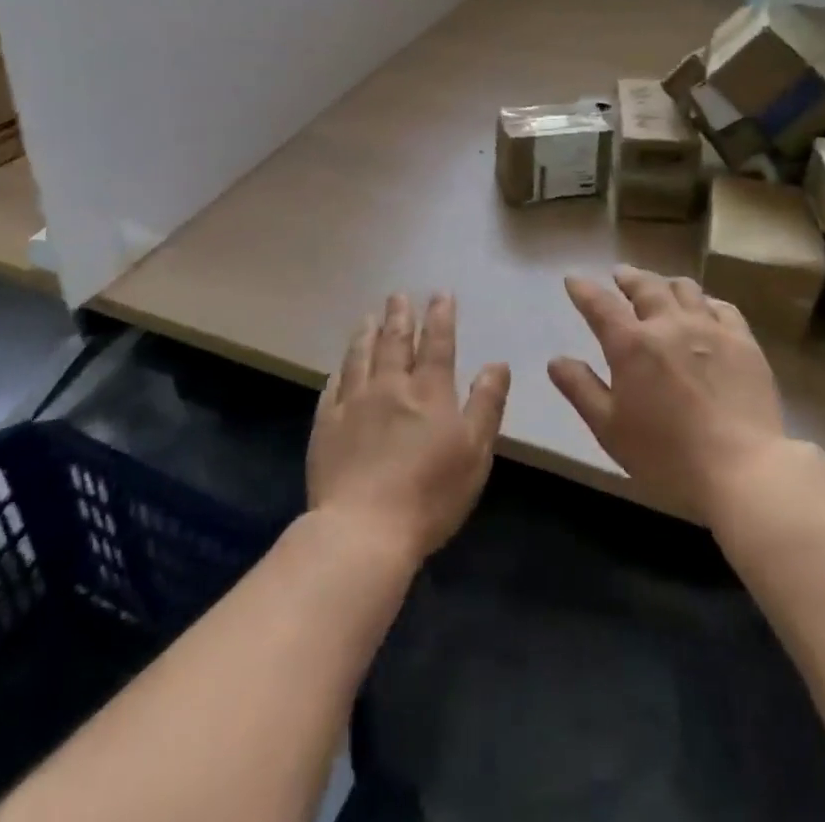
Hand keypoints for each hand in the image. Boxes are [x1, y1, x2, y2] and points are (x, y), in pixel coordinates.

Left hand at [308, 293, 510, 564]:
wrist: (363, 531)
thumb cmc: (430, 495)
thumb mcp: (475, 452)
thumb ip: (486, 404)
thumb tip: (498, 364)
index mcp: (429, 392)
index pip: (437, 344)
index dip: (440, 316)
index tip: (440, 294)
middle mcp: (390, 387)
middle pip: (394, 342)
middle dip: (399, 315)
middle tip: (398, 295)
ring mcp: (354, 404)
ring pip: (360, 357)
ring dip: (366, 333)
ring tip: (368, 317)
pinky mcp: (327, 425)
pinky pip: (333, 388)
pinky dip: (339, 371)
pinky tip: (340, 367)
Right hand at [551, 266, 787, 524]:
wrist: (742, 471)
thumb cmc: (666, 457)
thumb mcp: (610, 429)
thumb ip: (581, 389)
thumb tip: (556, 360)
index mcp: (632, 345)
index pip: (600, 305)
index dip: (584, 290)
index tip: (573, 279)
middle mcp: (669, 324)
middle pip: (646, 287)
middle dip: (628, 277)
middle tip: (620, 274)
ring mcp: (710, 330)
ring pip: (685, 289)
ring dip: (666, 283)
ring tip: (661, 286)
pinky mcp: (743, 342)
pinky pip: (722, 308)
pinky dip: (706, 302)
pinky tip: (705, 308)